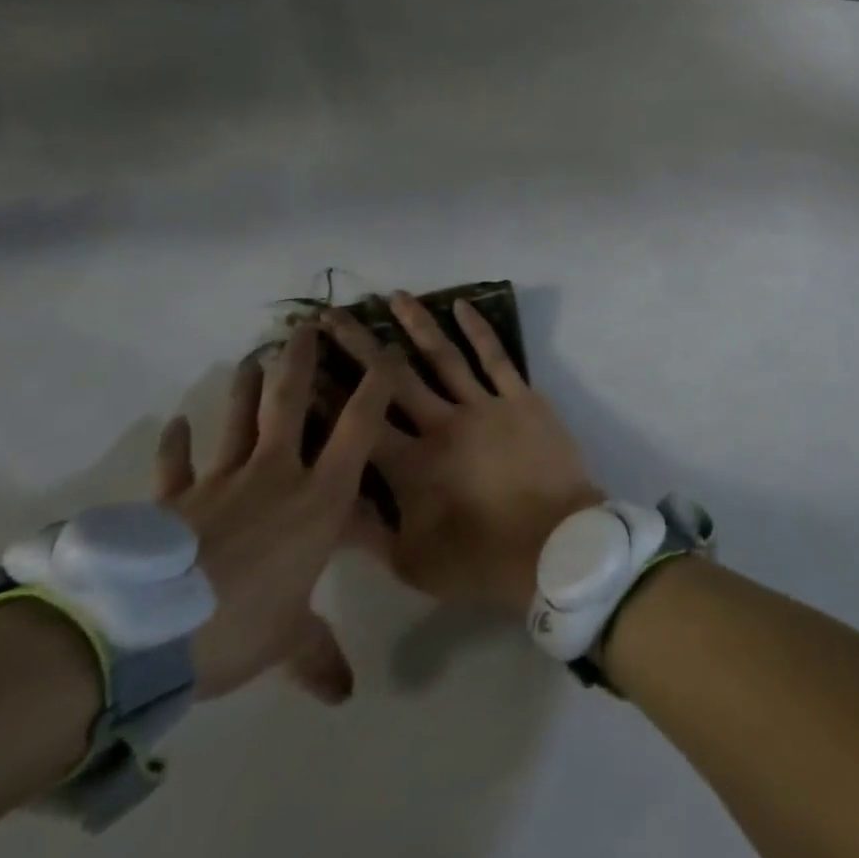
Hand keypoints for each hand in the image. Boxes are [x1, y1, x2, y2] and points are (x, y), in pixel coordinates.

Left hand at [151, 321, 394, 703]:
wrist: (147, 634)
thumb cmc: (242, 625)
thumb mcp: (289, 640)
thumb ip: (319, 655)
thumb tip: (345, 694)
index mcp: (319, 497)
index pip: (359, 427)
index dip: (376, 385)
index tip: (386, 351)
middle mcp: (278, 474)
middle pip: (293, 403)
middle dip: (302, 360)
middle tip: (305, 325)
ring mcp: (223, 482)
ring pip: (240, 419)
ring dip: (247, 386)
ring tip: (255, 355)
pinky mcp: (175, 502)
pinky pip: (177, 465)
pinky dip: (176, 442)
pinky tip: (175, 422)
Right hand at [320, 293, 603, 610]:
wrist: (555, 546)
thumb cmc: (481, 561)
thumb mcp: (410, 562)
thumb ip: (365, 533)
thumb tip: (325, 504)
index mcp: (410, 465)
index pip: (358, 421)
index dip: (327, 392)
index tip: (303, 364)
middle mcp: (442, 424)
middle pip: (392, 377)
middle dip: (359, 344)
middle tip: (331, 315)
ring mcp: (484, 406)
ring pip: (443, 356)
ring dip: (416, 324)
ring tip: (394, 296)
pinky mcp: (520, 398)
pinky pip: (496, 357)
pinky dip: (479, 329)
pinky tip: (462, 305)